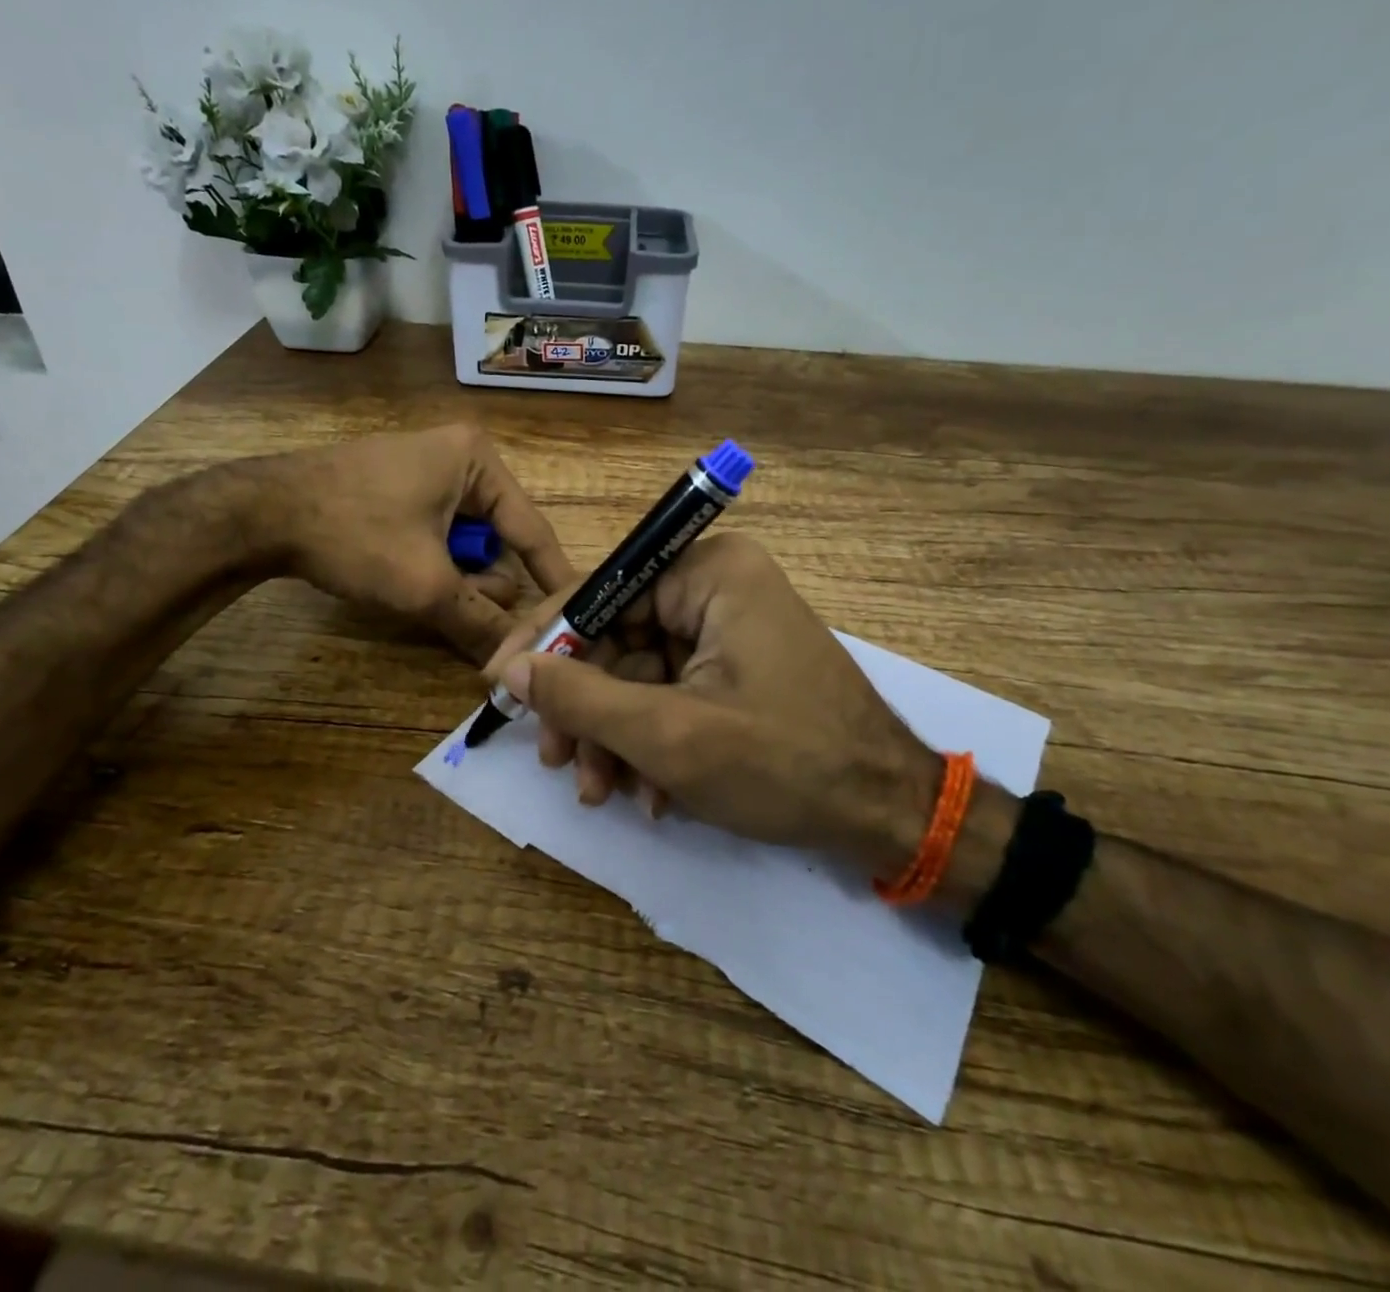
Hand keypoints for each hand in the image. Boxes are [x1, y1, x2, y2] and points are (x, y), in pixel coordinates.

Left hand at [249, 424, 576, 663]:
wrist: (261, 512)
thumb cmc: (356, 534)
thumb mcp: (425, 585)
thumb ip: (479, 623)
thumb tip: (516, 661)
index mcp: (477, 461)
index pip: (532, 529)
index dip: (554, 577)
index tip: (577, 614)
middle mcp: (458, 456)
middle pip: (497, 539)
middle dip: (484, 582)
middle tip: (467, 615)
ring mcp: (424, 469)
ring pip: (464, 542)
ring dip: (454, 578)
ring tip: (424, 595)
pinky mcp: (397, 487)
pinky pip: (435, 534)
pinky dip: (431, 564)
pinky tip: (404, 579)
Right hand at [482, 533, 940, 864]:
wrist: (888, 816)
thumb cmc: (782, 762)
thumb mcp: (668, 734)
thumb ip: (581, 697)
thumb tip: (512, 670)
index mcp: (709, 572)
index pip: (601, 591)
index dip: (546, 640)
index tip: (501, 684)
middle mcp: (718, 586)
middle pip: (617, 637)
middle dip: (586, 707)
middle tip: (557, 761)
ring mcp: (728, 628)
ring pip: (638, 674)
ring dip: (615, 736)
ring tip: (600, 792)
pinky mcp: (736, 668)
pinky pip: (670, 693)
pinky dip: (651, 742)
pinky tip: (649, 794)